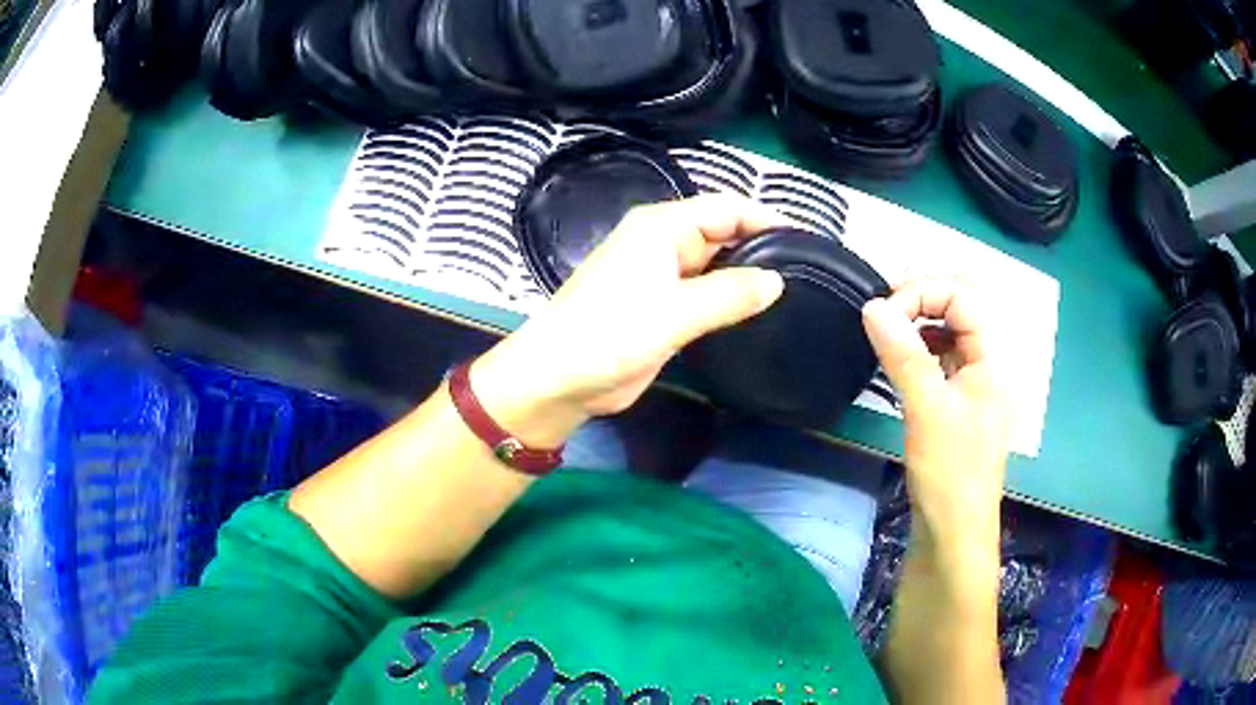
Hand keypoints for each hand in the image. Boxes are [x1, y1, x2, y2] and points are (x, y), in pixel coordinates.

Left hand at [473, 194, 786, 446]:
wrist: (560, 379)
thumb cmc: (609, 334)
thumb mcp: (674, 312)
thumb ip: (728, 294)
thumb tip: (776, 281)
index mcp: (661, 228)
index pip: (726, 209)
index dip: (767, 219)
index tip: (807, 241)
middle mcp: (663, 244)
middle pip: (723, 234)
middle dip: (761, 248)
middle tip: (808, 272)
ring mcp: (662, 277)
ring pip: (716, 267)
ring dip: (746, 278)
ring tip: (794, 293)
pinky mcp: (662, 309)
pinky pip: (705, 295)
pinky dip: (729, 301)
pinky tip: (757, 315)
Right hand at [861, 279, 1009, 560]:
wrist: (954, 534)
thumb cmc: (950, 473)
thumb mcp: (928, 410)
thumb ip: (903, 354)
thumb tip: (872, 306)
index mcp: (994, 357)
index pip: (964, 296)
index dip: (924, 292)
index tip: (884, 312)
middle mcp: (989, 362)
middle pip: (960, 307)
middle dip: (920, 301)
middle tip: (882, 315)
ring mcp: (975, 382)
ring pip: (949, 332)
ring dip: (918, 324)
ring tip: (886, 334)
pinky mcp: (959, 402)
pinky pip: (941, 358)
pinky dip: (918, 350)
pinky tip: (898, 363)